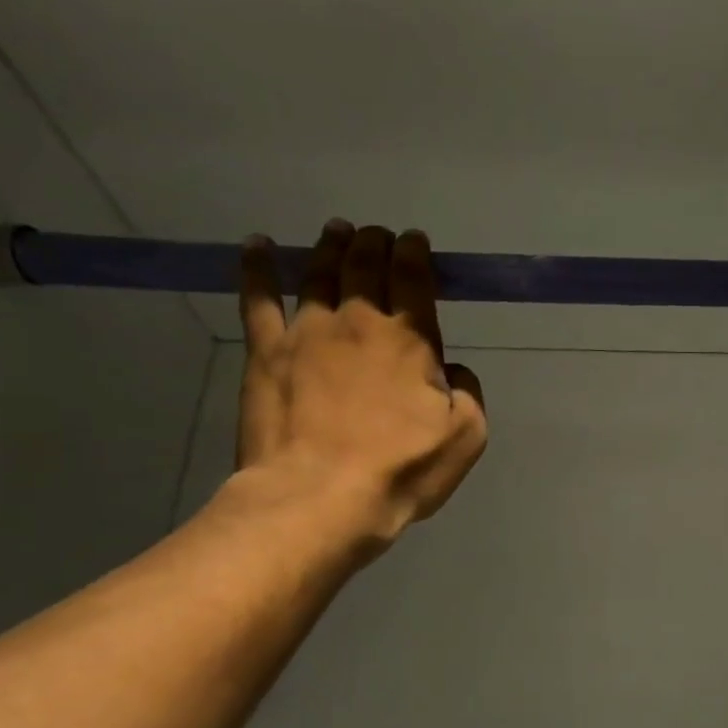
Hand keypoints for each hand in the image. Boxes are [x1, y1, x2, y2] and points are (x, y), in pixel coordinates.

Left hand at [235, 220, 487, 553]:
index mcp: (410, 339)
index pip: (413, 278)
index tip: (416, 241)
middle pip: (365, 266)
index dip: (416, 254)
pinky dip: (258, 268)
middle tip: (378, 233)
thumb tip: (450, 370)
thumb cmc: (401, 469)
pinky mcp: (266, 353)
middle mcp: (358, 321)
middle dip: (375, 243)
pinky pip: (258, 299)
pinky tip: (258, 247)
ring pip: (319, 274)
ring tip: (337, 231)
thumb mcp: (466, 437)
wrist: (321, 496)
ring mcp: (306, 332)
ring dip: (331, 247)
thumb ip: (468, 393)